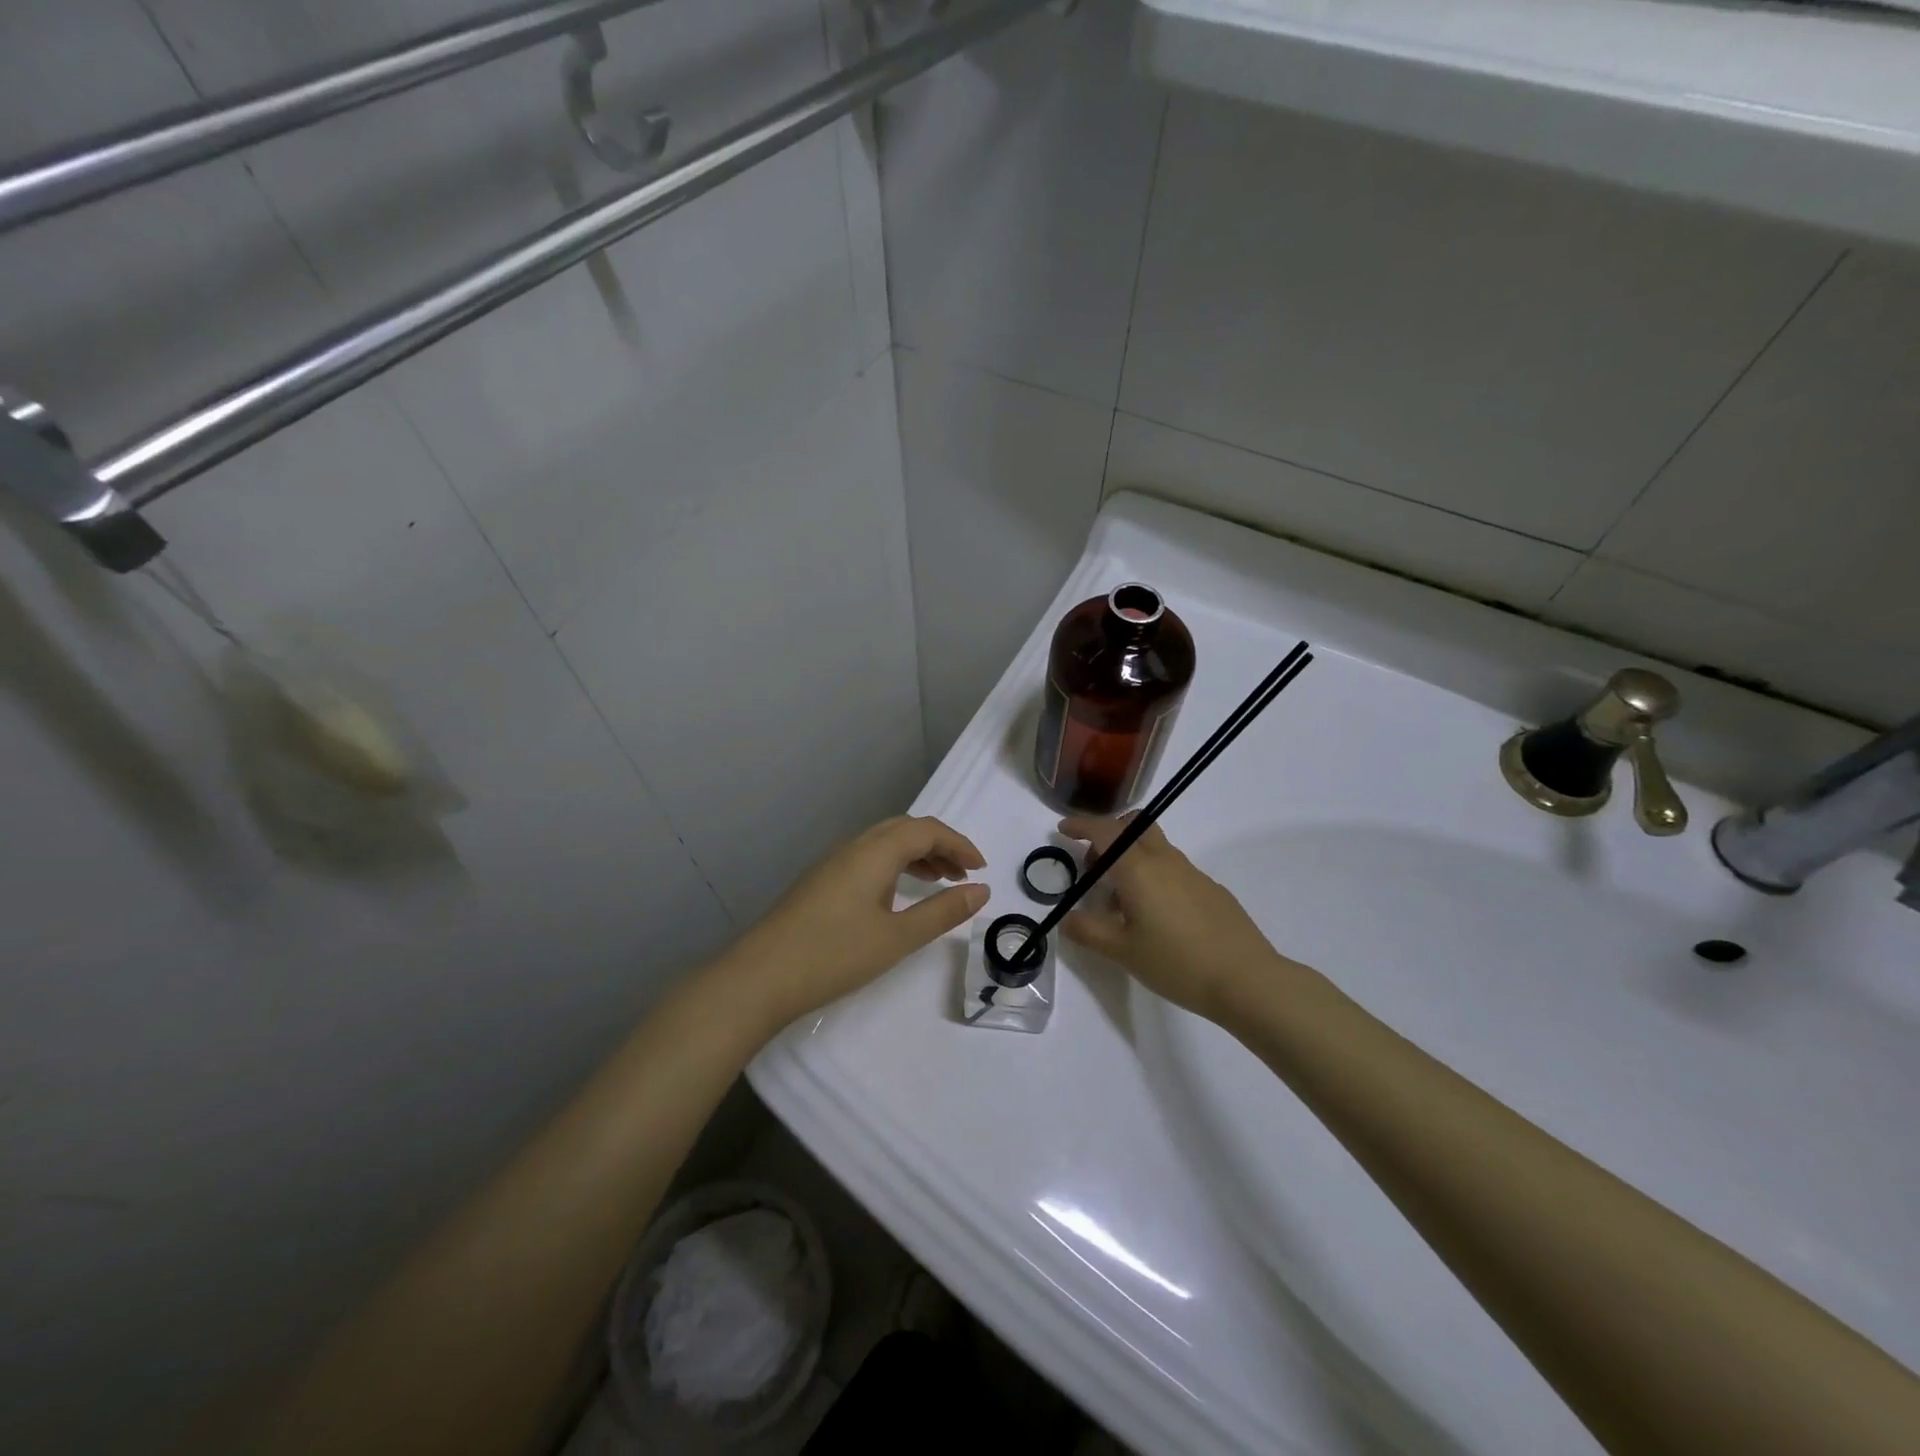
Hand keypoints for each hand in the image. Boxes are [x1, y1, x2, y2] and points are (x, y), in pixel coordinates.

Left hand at [725, 816, 989, 1027]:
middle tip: (963, 874)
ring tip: (939, 882)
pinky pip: (867, 859)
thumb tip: (981, 891)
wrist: (760, 977)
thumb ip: (942, 912)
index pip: (926, 830)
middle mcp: (853, 847)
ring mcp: (832, 864)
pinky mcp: (820, 882)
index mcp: (875, 852)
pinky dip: (894, 867)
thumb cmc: (834, 955)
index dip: (959, 843)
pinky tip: (897, 896)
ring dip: (916, 855)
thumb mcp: (897, 937)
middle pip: (904, 829)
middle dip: (939, 845)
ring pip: (884, 843)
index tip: (981, 869)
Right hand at [1056, 815, 1291, 1021]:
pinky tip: (1158, 917)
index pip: (1105, 831)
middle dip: (1110, 834)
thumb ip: (1089, 931)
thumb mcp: (1123, 951)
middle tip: (1094, 865)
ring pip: (1155, 848)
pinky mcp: (1212, 889)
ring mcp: (1192, 873)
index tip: (1064, 829)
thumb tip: (1066, 919)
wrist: (1247, 980)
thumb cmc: (1177, 963)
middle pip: (1135, 826)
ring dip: (1132, 859)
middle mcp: (1165, 861)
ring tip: (1122, 902)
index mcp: (1138, 869)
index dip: (1081, 825)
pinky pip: (1174, 869)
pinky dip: (1155, 877)